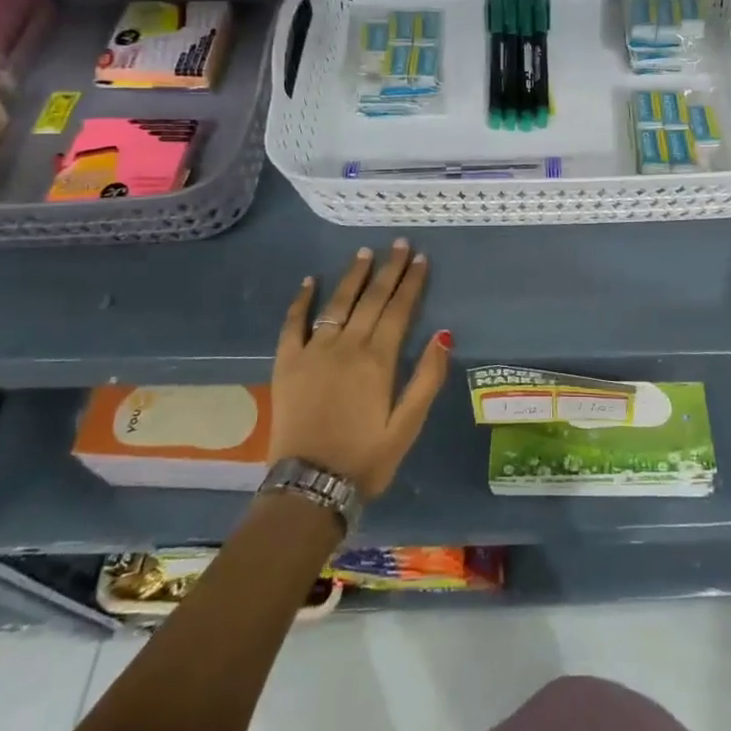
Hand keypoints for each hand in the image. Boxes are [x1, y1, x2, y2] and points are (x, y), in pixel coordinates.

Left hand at [269, 240, 448, 498]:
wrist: (309, 487)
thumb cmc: (366, 458)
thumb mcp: (407, 426)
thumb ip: (426, 378)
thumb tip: (444, 335)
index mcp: (378, 360)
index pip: (399, 310)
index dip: (411, 282)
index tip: (420, 258)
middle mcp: (346, 346)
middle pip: (372, 299)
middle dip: (388, 270)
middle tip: (399, 244)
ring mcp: (313, 352)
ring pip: (337, 304)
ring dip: (353, 277)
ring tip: (365, 253)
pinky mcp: (286, 364)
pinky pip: (293, 324)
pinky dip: (302, 301)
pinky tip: (310, 281)